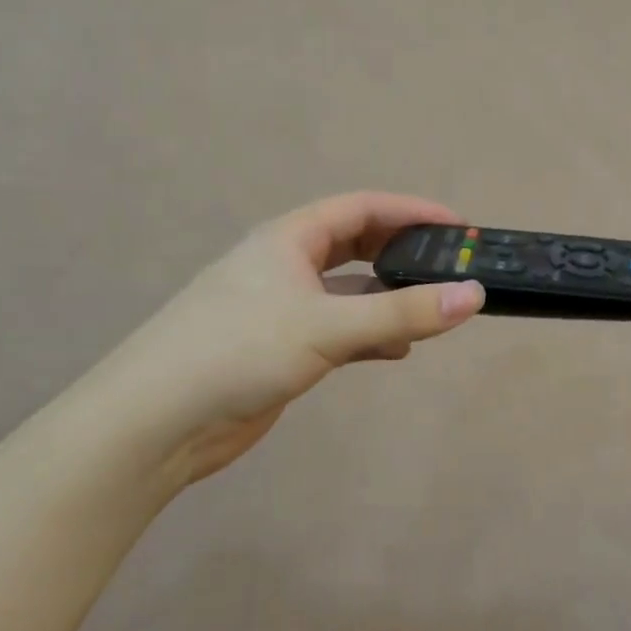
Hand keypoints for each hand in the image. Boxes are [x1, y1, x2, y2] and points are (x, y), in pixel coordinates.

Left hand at [83, 193, 484, 487]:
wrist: (157, 421)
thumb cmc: (238, 351)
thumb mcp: (327, 326)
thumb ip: (402, 313)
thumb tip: (474, 295)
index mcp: (289, 239)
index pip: (362, 208)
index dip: (412, 212)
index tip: (459, 228)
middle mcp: (286, 265)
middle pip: (356, 245)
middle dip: (402, 253)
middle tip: (450, 266)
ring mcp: (282, 309)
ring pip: (349, 292)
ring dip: (389, 298)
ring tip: (433, 311)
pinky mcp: (281, 349)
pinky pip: (339, 330)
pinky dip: (370, 335)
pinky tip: (397, 350)